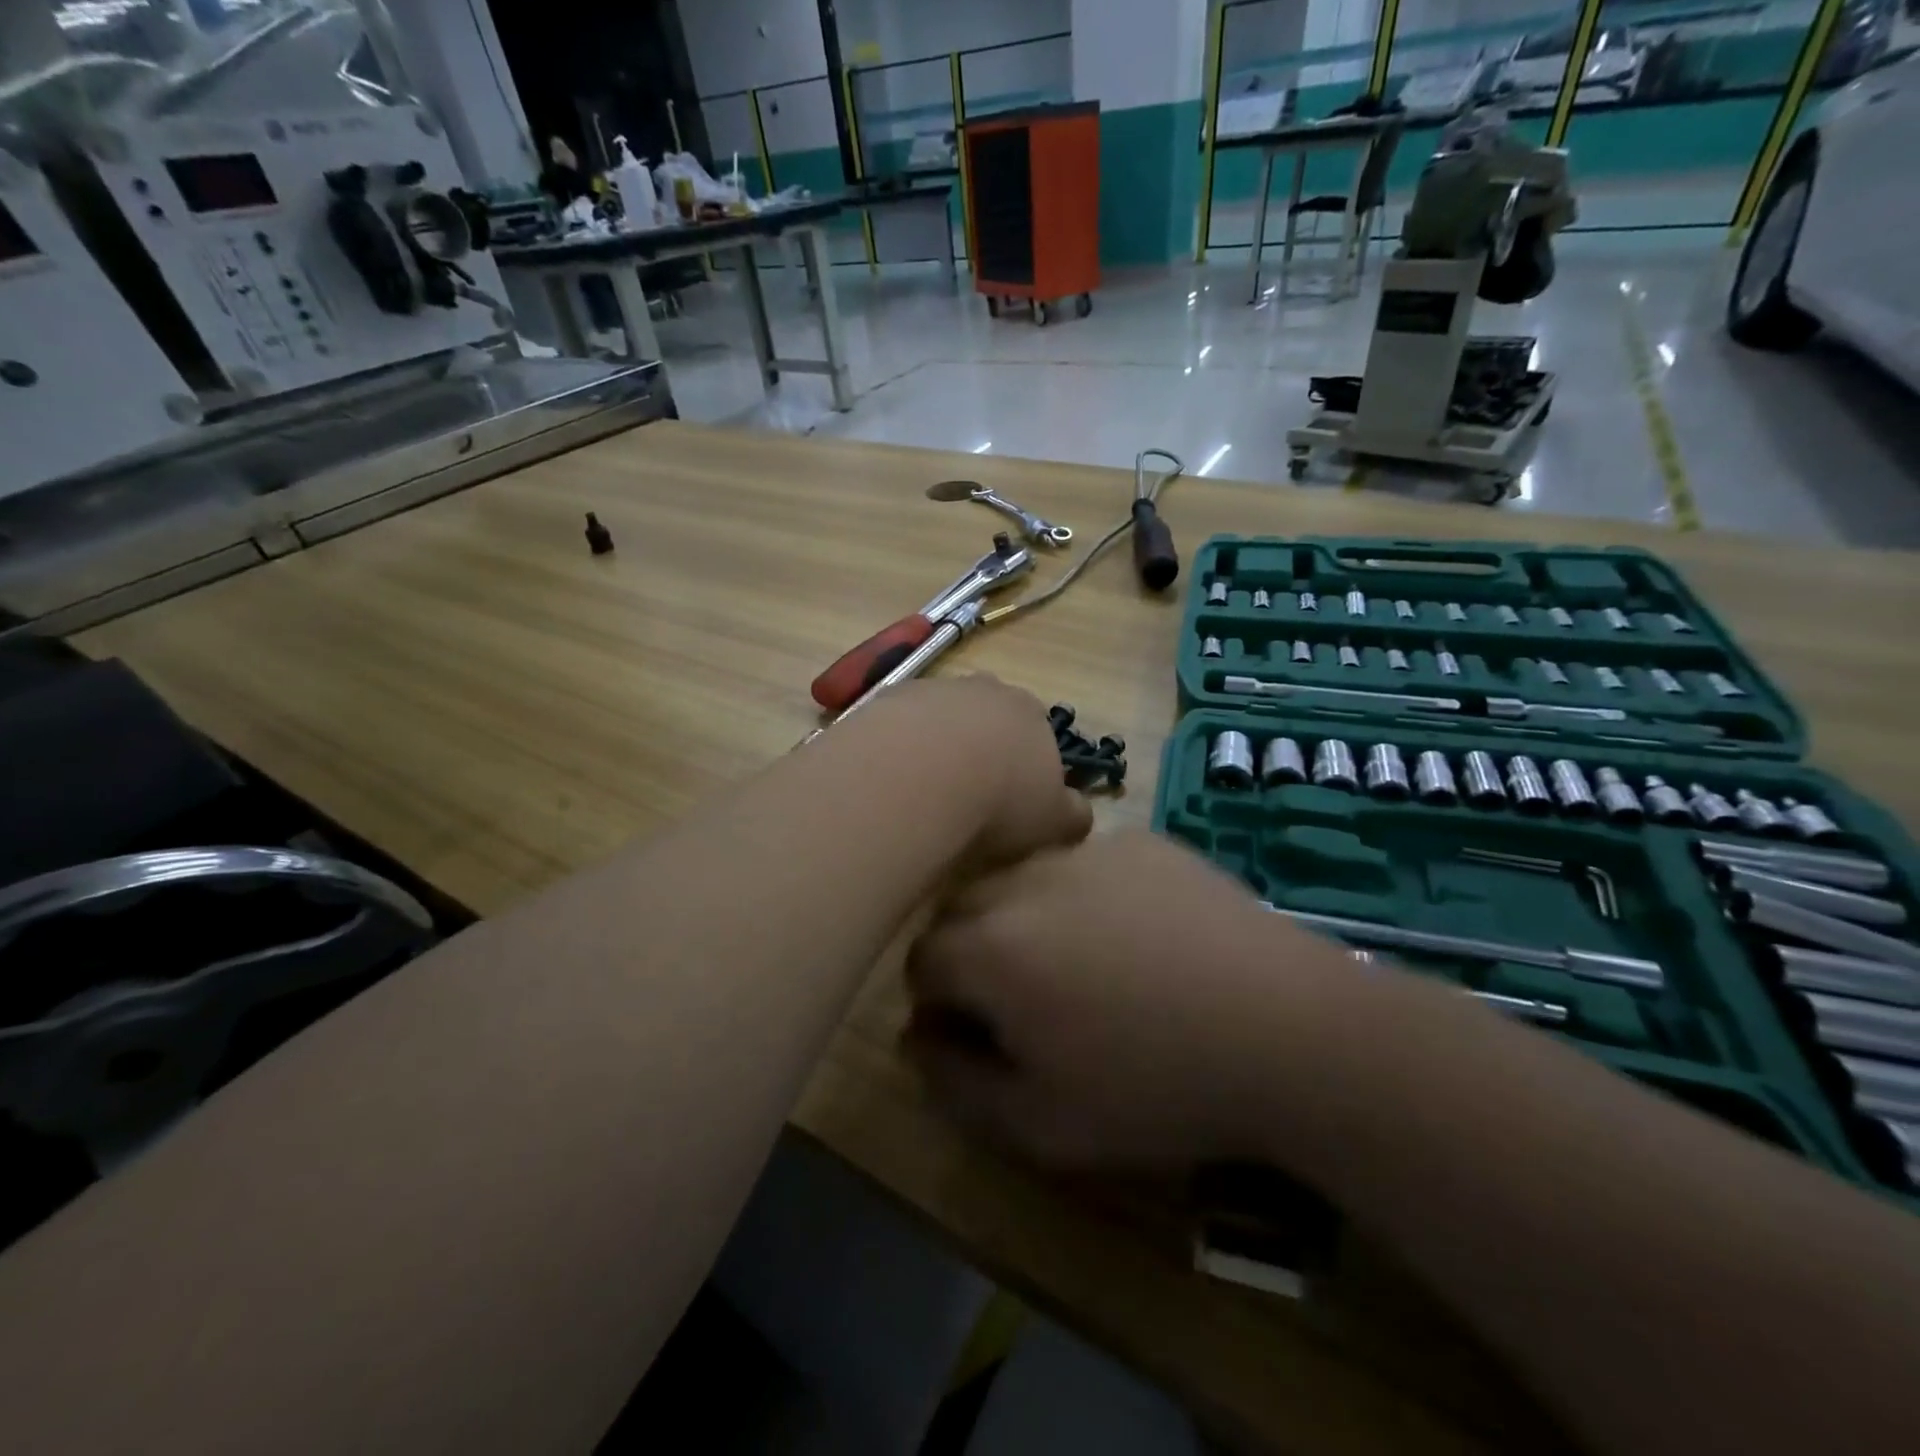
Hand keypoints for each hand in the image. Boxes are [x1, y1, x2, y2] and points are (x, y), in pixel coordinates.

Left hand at [852, 675, 1092, 868]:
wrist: (920, 776)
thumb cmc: (1000, 799)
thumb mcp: (1053, 819)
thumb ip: (1072, 813)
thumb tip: (1080, 813)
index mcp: (1030, 712)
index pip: (1036, 729)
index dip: (1026, 760)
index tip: (1013, 794)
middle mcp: (983, 689)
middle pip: (986, 714)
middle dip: (981, 744)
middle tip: (967, 790)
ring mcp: (932, 689)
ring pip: (939, 715)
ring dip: (935, 743)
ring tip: (924, 790)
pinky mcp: (885, 700)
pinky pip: (897, 724)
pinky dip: (898, 746)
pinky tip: (891, 779)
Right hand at [904, 832, 1355, 1169]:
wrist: (1288, 1029)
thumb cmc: (1157, 1086)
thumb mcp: (1041, 1123)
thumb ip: (956, 1082)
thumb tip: (915, 1037)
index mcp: (989, 946)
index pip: (922, 960)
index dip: (938, 1002)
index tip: (975, 1033)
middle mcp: (1024, 880)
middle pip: (963, 909)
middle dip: (972, 953)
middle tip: (1022, 1000)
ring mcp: (1086, 851)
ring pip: (1020, 879)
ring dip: (1025, 918)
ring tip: (1080, 964)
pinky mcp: (1139, 842)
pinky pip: (1083, 865)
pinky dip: (1083, 896)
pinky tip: (1136, 936)